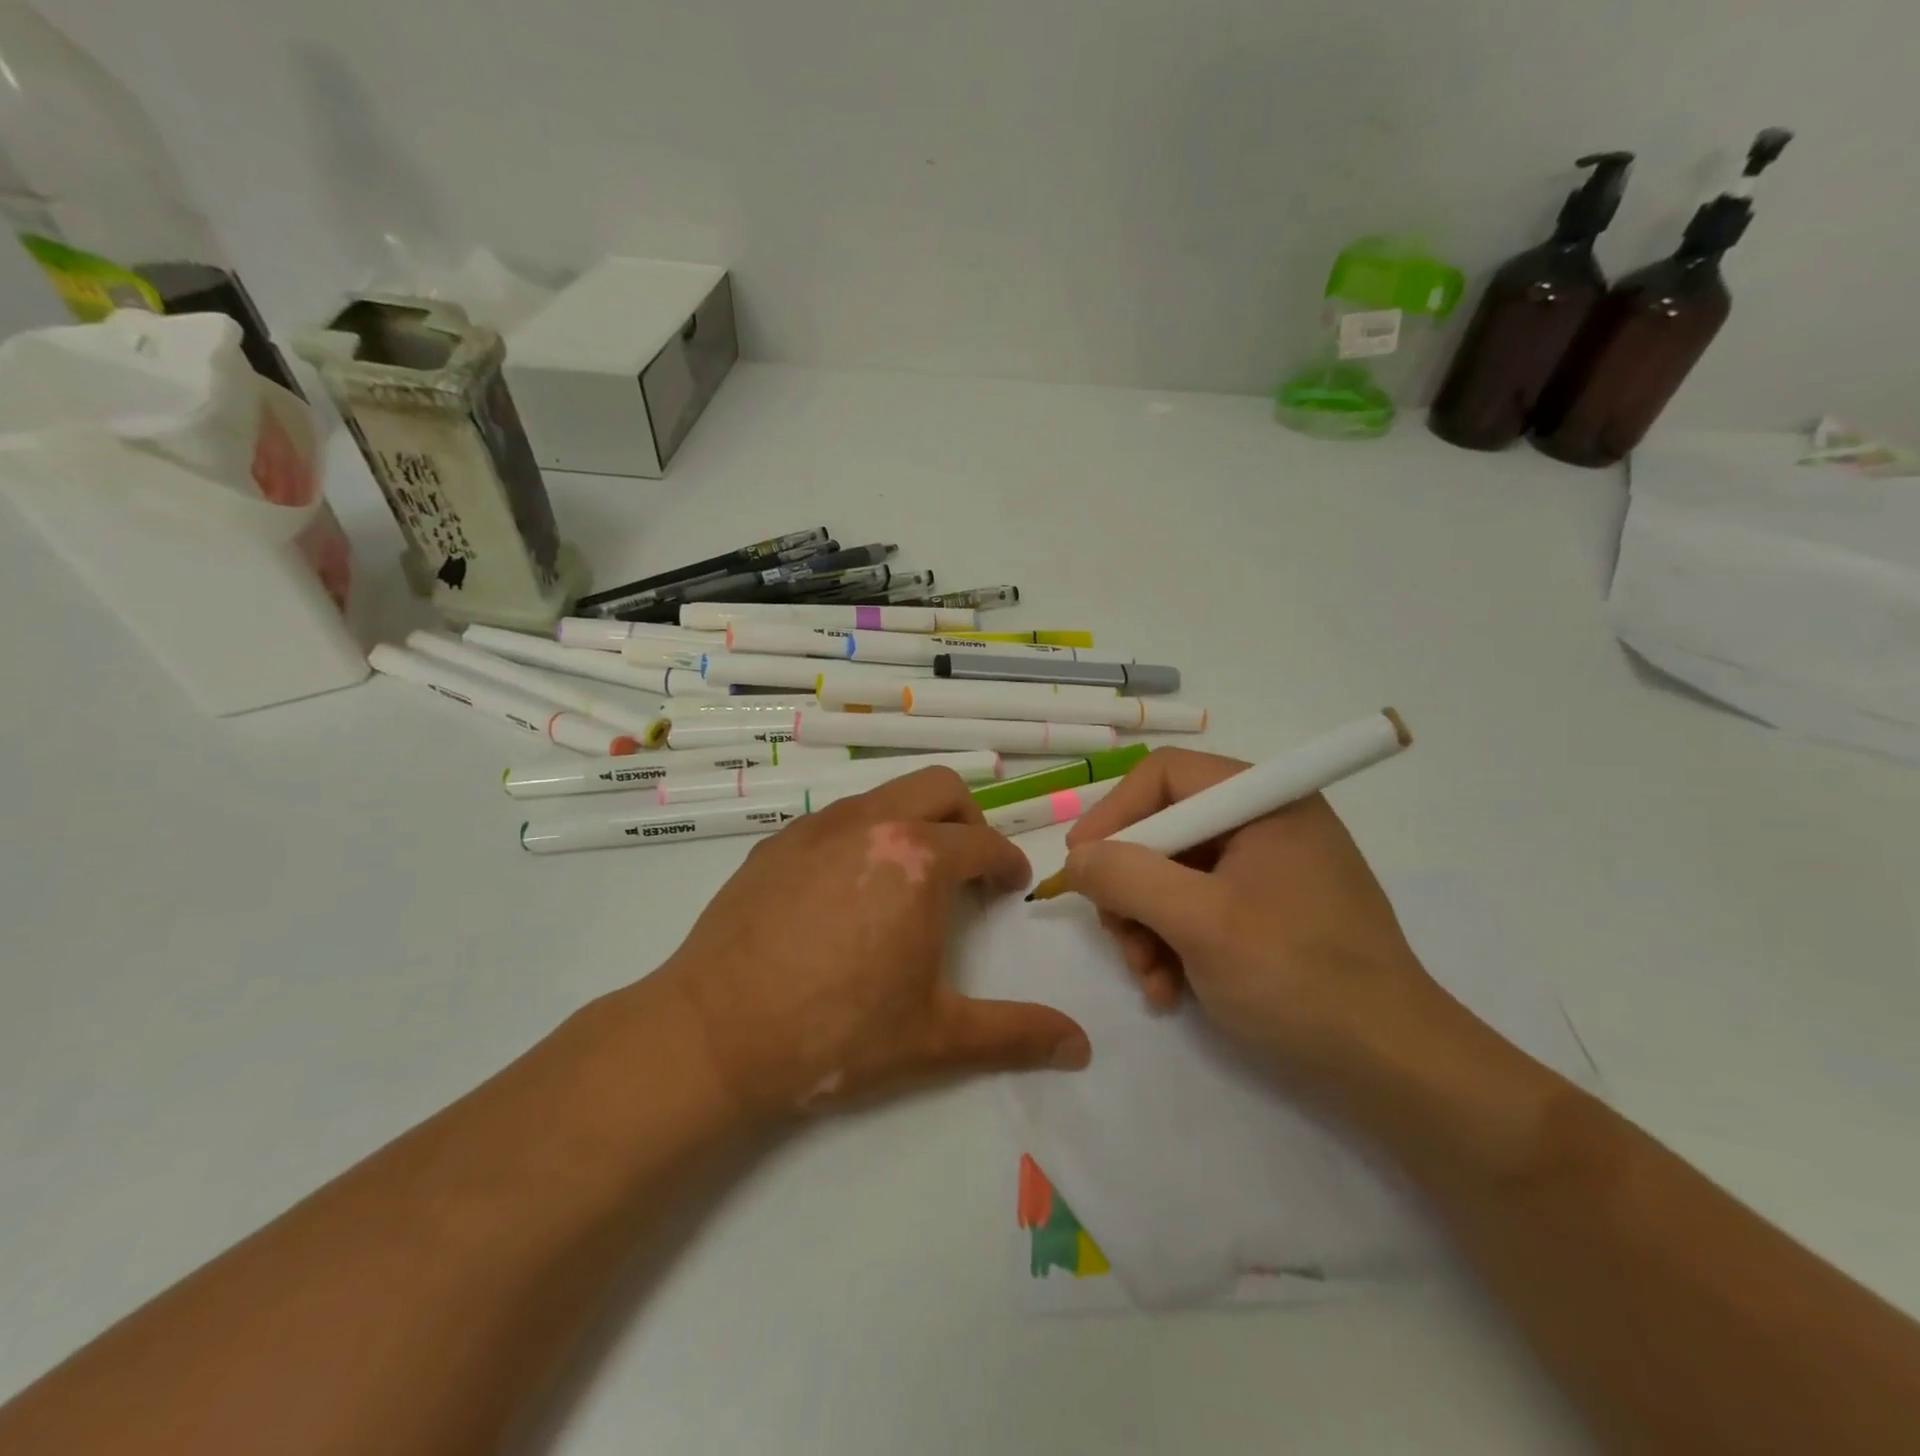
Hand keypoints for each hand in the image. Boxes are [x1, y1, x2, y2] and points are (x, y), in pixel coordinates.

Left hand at [656, 768, 1090, 1120]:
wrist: (713, 1035)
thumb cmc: (835, 1034)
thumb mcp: (935, 1039)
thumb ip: (1016, 1034)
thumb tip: (1081, 1047)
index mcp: (918, 861)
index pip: (985, 844)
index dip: (1009, 865)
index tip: (1010, 888)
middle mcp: (871, 824)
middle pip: (940, 788)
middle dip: (969, 821)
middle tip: (968, 869)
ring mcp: (817, 827)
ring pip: (885, 794)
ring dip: (914, 822)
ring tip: (910, 877)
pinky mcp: (775, 843)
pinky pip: (838, 817)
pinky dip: (864, 834)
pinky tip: (848, 888)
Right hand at [1062, 747, 1437, 1087]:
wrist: (1394, 1069)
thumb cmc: (1298, 977)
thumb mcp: (1201, 922)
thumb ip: (1127, 877)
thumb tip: (1077, 857)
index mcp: (1265, 801)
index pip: (1165, 776)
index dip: (1114, 815)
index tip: (1080, 866)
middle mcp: (1267, 823)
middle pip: (1164, 830)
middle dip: (1130, 887)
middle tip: (1117, 937)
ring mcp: (1269, 870)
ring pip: (1172, 875)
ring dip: (1145, 926)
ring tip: (1147, 977)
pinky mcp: (1269, 912)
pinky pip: (1198, 908)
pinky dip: (1173, 944)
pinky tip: (1168, 989)